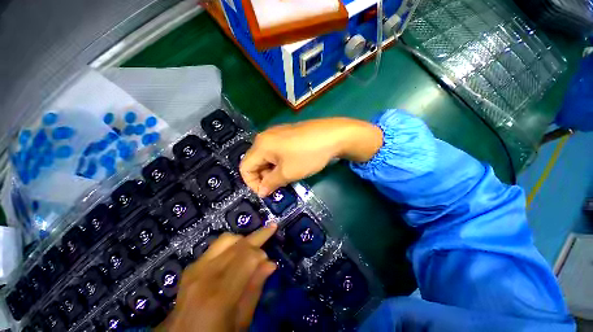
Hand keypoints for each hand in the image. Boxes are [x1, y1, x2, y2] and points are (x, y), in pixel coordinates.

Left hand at [159, 224, 277, 331]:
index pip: (248, 257)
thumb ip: (254, 290)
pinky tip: (235, 252)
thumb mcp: (240, 323)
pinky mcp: (190, 267)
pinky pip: (215, 246)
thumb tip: (271, 264)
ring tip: (253, 244)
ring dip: (243, 238)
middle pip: (238, 244)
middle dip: (258, 236)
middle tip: (271, 228)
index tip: (269, 261)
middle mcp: (206, 275)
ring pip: (226, 239)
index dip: (262, 254)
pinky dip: (230, 244)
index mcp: (220, 295)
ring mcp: (195, 269)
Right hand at [240, 118, 382, 196]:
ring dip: (272, 170)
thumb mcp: (288, 173)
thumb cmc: (308, 155)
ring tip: (286, 177)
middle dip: (264, 177)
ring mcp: (277, 133)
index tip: (267, 193)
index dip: (252, 183)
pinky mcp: (287, 133)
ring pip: (266, 156)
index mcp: (261, 145)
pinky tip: (291, 165)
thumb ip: (271, 183)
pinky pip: (276, 150)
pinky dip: (279, 161)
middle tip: (278, 186)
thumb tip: (261, 192)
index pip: (245, 168)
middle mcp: (264, 136)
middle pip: (255, 161)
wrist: (333, 135)